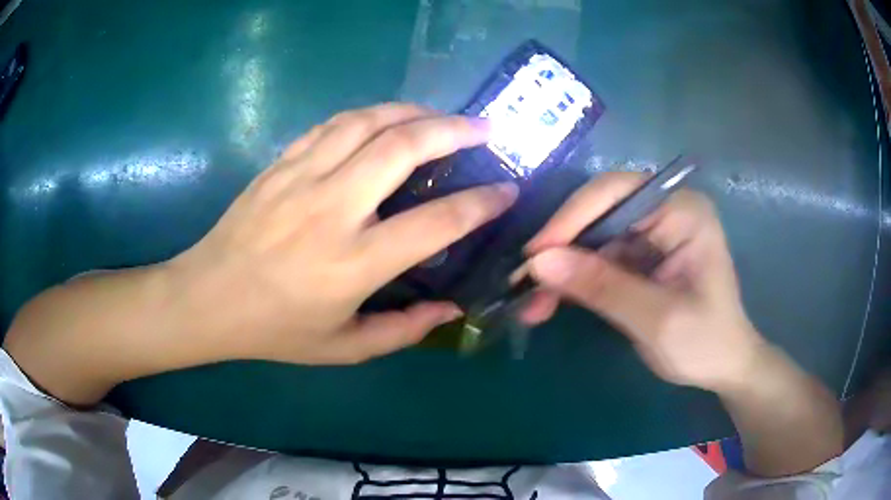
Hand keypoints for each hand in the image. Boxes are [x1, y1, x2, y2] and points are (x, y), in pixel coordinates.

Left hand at [168, 103, 517, 364]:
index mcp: (354, 262)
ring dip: (414, 112)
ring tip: (442, 116)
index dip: (482, 203)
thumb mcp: (344, 348)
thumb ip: (403, 331)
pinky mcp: (282, 163)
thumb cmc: (275, 329)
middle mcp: (333, 209)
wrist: (209, 297)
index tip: (507, 190)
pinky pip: (334, 124)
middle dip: (455, 131)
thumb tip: (452, 309)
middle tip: (485, 129)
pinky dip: (370, 115)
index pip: (436, 221)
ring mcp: (303, 177)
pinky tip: (386, 119)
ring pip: (369, 122)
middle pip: (404, 147)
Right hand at [519, 172, 763, 391]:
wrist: (723, 367)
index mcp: (682, 210)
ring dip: (561, 269)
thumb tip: (539, 262)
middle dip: (562, 248)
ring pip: (592, 237)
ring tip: (531, 303)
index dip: (572, 218)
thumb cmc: (705, 342)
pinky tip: (549, 302)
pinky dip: (573, 281)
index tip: (535, 255)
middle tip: (524, 282)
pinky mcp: (640, 256)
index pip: (617, 192)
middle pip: (599, 212)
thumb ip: (602, 287)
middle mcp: (665, 210)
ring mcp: (652, 233)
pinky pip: (598, 258)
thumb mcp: (656, 319)